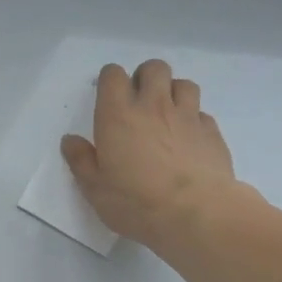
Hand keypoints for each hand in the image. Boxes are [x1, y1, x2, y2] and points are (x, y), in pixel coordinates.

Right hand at [61, 60, 242, 246]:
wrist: (195, 213)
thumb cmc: (135, 202)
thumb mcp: (95, 188)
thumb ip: (81, 160)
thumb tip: (70, 140)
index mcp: (118, 116)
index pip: (113, 76)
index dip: (109, 80)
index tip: (107, 97)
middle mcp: (153, 106)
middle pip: (153, 68)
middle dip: (144, 77)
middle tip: (138, 101)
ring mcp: (187, 116)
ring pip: (183, 83)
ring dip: (172, 92)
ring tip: (166, 114)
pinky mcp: (211, 131)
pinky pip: (201, 112)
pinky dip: (193, 119)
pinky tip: (188, 138)